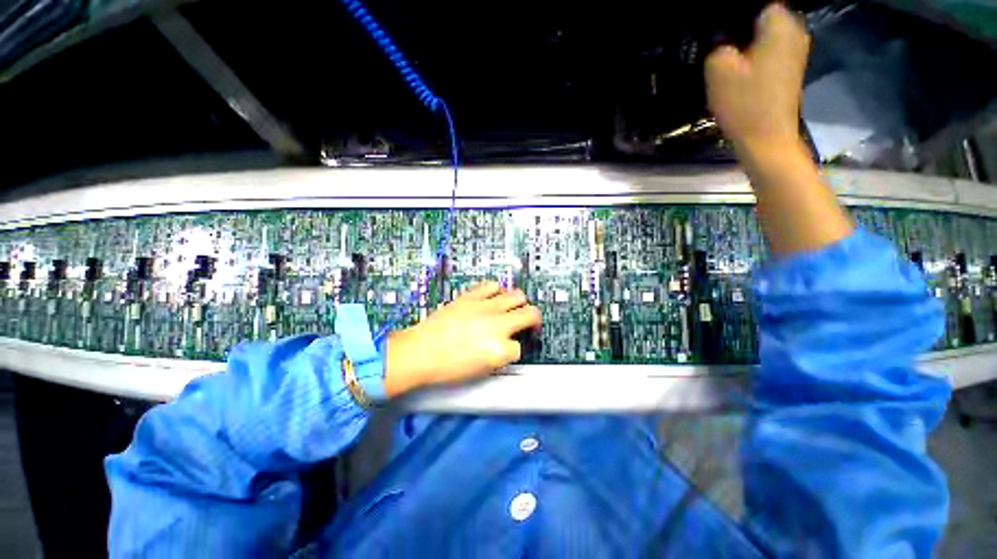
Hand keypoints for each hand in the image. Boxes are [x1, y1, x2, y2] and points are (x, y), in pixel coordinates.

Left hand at [384, 282, 541, 396]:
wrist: (419, 352)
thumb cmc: (447, 368)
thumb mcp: (480, 371)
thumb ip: (500, 357)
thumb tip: (508, 346)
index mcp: (500, 349)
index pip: (520, 346)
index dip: (515, 349)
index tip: (509, 349)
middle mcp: (498, 324)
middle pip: (531, 313)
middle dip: (534, 319)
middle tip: (528, 323)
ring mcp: (485, 307)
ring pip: (517, 295)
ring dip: (518, 302)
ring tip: (511, 307)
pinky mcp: (471, 296)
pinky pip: (492, 285)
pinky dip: (497, 290)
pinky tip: (493, 297)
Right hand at [705, 3, 810, 151]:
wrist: (767, 138)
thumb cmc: (744, 102)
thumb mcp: (718, 70)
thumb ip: (718, 46)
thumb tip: (722, 41)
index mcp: (779, 23)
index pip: (755, 5)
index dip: (735, 19)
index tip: (721, 39)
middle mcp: (795, 31)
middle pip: (762, 21)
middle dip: (742, 33)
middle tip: (723, 53)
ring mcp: (797, 52)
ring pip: (767, 38)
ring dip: (749, 48)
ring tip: (732, 67)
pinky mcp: (793, 70)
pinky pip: (772, 54)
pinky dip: (758, 61)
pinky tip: (745, 77)